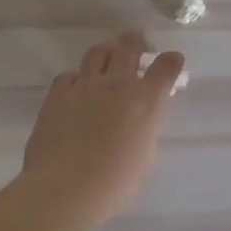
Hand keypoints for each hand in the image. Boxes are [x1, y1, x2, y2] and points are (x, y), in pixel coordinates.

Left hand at [17, 30, 184, 224]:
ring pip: (97, 52)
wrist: (64, 189)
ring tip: (106, 60)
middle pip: (128, 46)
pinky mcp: (58, 94)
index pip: (165, 68)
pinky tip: (75, 91)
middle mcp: (117, 84)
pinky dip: (76, 80)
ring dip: (106, 53)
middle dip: (135, 41)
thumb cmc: (113, 185)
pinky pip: (69, 76)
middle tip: (135, 44)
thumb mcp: (143, 156)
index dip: (171, 61)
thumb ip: (144, 129)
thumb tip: (139, 121)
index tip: (173, 60)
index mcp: (145, 101)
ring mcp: (85, 85)